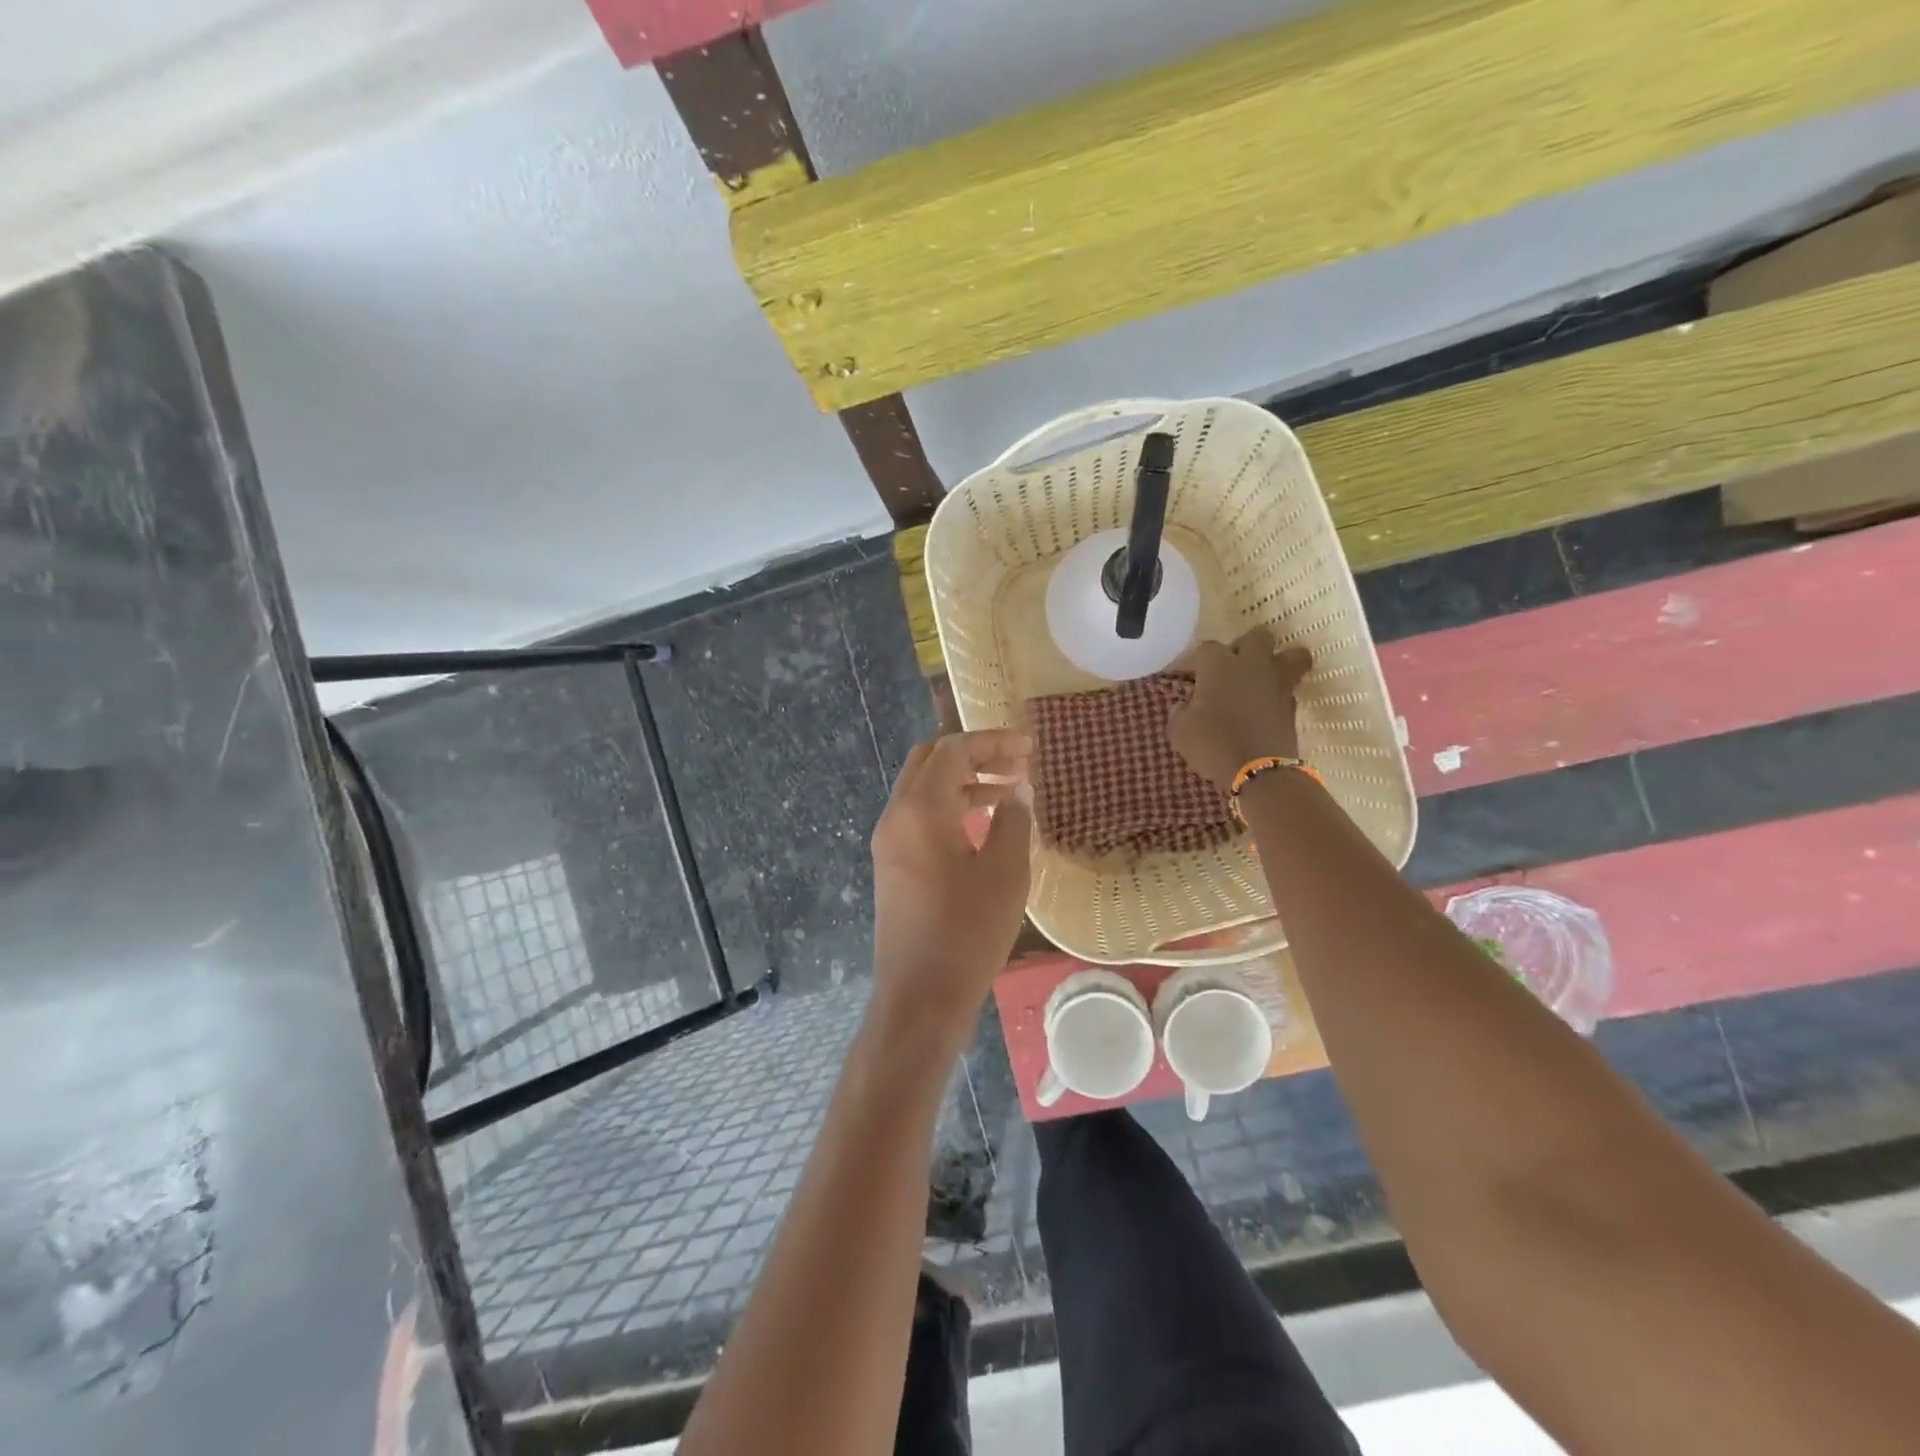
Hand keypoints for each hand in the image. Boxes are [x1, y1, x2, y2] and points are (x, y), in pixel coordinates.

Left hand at [869, 731, 1033, 1051]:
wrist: (920, 995)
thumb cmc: (968, 932)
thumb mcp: (1004, 872)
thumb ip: (1013, 819)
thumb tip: (1018, 788)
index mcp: (921, 809)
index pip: (953, 750)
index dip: (993, 741)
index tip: (1030, 747)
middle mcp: (896, 815)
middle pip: (930, 760)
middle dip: (974, 753)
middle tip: (1016, 762)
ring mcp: (889, 841)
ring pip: (923, 788)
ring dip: (963, 780)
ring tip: (1009, 790)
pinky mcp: (892, 864)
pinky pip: (919, 816)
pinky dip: (950, 805)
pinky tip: (984, 823)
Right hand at [1167, 629, 1312, 789]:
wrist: (1257, 771)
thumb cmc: (1211, 744)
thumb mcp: (1179, 729)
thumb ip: (1181, 709)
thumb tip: (1187, 703)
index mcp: (1219, 665)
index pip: (1206, 648)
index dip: (1197, 660)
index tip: (1188, 676)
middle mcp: (1252, 664)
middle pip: (1258, 636)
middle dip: (1245, 646)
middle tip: (1233, 666)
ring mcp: (1277, 683)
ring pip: (1292, 655)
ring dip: (1279, 661)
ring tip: (1264, 677)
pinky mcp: (1293, 705)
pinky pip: (1290, 688)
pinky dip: (1280, 692)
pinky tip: (1266, 706)